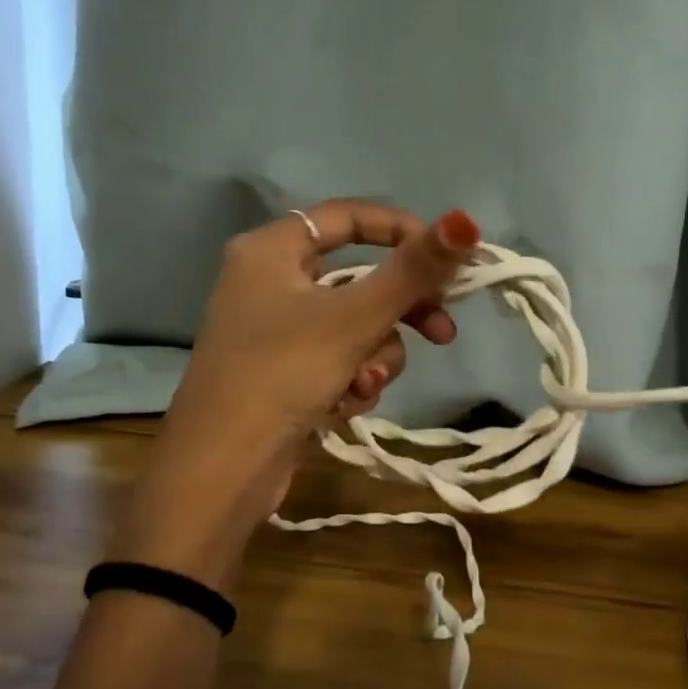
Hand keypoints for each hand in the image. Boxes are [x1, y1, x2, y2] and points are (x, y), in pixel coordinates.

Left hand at [113, 201, 480, 579]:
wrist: (221, 471)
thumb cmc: (283, 374)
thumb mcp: (355, 318)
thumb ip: (413, 270)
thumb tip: (466, 220)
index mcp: (271, 250)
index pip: (348, 216)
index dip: (403, 231)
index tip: (447, 260)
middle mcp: (269, 281)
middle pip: (359, 278)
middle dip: (400, 312)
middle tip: (443, 333)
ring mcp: (274, 331)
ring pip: (354, 326)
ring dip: (372, 358)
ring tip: (362, 388)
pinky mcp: (282, 373)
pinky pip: (337, 359)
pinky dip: (349, 380)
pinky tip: (341, 408)